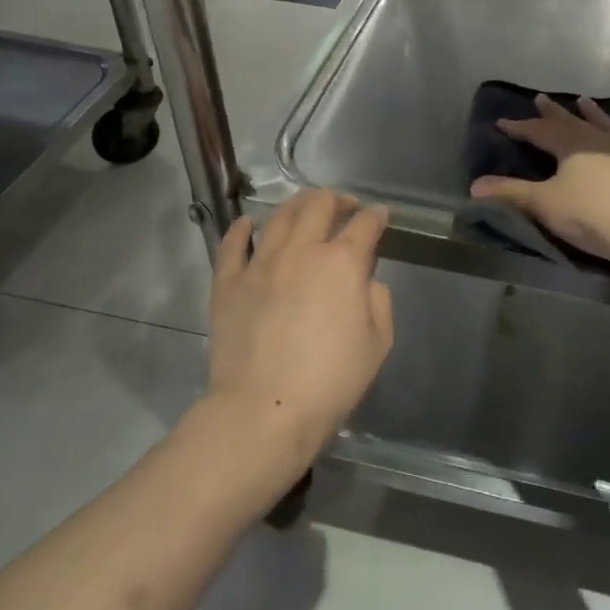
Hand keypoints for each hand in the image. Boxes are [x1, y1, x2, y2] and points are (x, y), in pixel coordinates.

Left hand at [206, 190, 393, 483]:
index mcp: (342, 263)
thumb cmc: (331, 381)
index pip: (364, 225)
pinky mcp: (228, 283)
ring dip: (296, 205)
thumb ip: (378, 300)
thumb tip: (364, 280)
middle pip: (319, 206)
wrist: (265, 409)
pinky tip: (248, 224)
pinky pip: (232, 245)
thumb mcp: (378, 343)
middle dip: (337, 199)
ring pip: (278, 217)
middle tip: (345, 206)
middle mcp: (301, 251)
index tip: (381, 215)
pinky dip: (242, 229)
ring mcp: (260, 264)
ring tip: (304, 208)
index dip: (376, 216)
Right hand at [470, 94, 609, 269]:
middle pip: (572, 123)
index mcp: (570, 147)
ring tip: (584, 101)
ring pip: (608, 126)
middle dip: (554, 114)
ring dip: (594, 114)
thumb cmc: (596, 216)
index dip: (520, 128)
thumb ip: (511, 194)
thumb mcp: (546, 206)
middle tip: (541, 98)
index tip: (502, 122)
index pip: (539, 132)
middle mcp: (600, 140)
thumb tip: (474, 186)